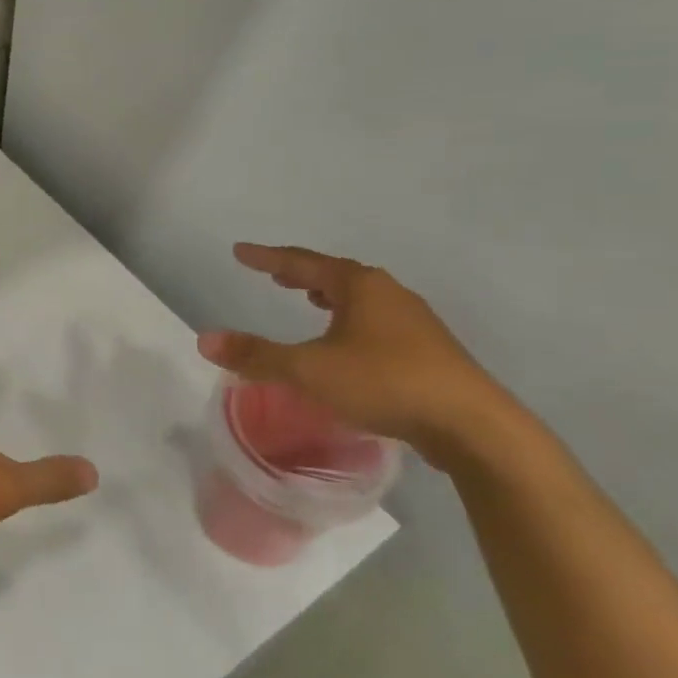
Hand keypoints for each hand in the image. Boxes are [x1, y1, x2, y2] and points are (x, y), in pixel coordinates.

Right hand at [197, 244, 521, 465]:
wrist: (473, 425)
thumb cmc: (384, 383)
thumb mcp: (309, 370)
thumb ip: (257, 355)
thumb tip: (204, 341)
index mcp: (359, 286)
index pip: (302, 263)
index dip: (267, 258)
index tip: (240, 252)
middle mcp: (388, 294)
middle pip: (335, 275)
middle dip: (302, 274)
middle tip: (275, 274)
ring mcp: (414, 322)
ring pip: (360, 299)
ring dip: (330, 297)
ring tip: (310, 300)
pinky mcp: (429, 352)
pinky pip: (376, 323)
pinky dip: (351, 321)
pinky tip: (348, 344)